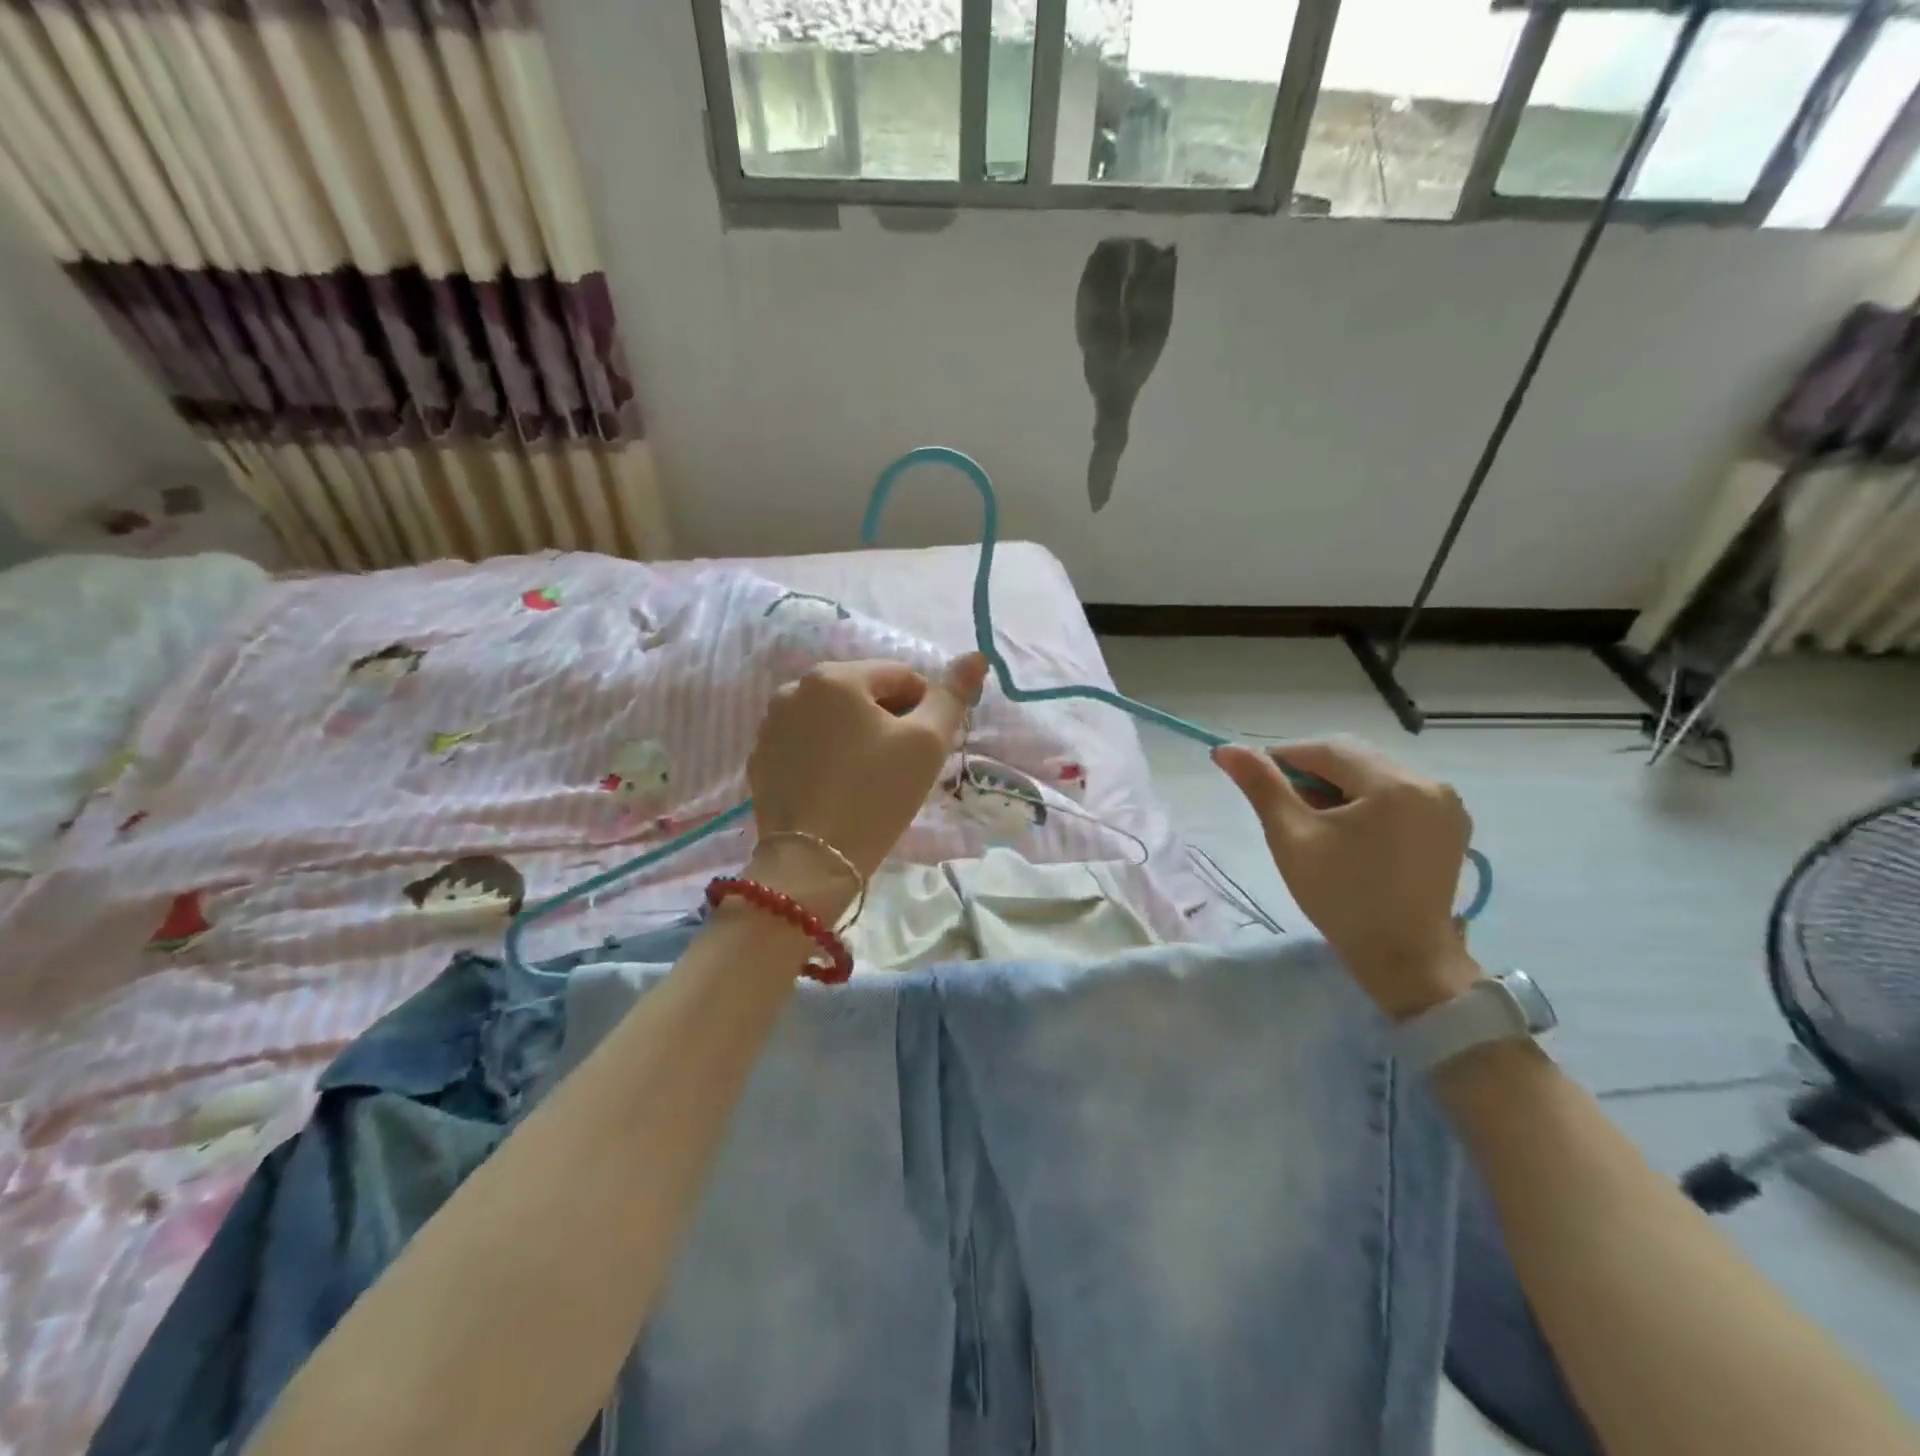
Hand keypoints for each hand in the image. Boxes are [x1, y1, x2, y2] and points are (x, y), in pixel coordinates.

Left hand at [745, 654, 987, 916]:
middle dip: (888, 720)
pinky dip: (826, 755)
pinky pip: (805, 743)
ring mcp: (770, 725)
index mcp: (835, 677)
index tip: (925, 748)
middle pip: (862, 693)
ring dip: (856, 735)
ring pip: (832, 718)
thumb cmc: (876, 795)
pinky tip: (836, 788)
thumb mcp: (927, 744)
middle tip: (900, 766)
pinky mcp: (759, 758)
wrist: (812, 862)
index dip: (924, 709)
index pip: (900, 676)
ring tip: (868, 778)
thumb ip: (953, 695)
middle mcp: (793, 688)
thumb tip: (976, 656)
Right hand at [1213, 738, 1481, 1019]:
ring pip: (1374, 775)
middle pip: (1354, 758)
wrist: (1404, 959)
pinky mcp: (1451, 825)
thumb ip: (1261, 786)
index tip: (1256, 779)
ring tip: (1315, 822)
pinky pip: (1398, 795)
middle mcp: (1428, 782)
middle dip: (1313, 772)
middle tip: (1284, 805)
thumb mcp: (1291, 837)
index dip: (1283, 756)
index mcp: (1392, 783)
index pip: (1325, 748)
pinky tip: (1350, 832)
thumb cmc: (1340, 897)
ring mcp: (1447, 804)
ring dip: (1339, 787)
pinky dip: (1367, 802)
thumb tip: (1226, 749)